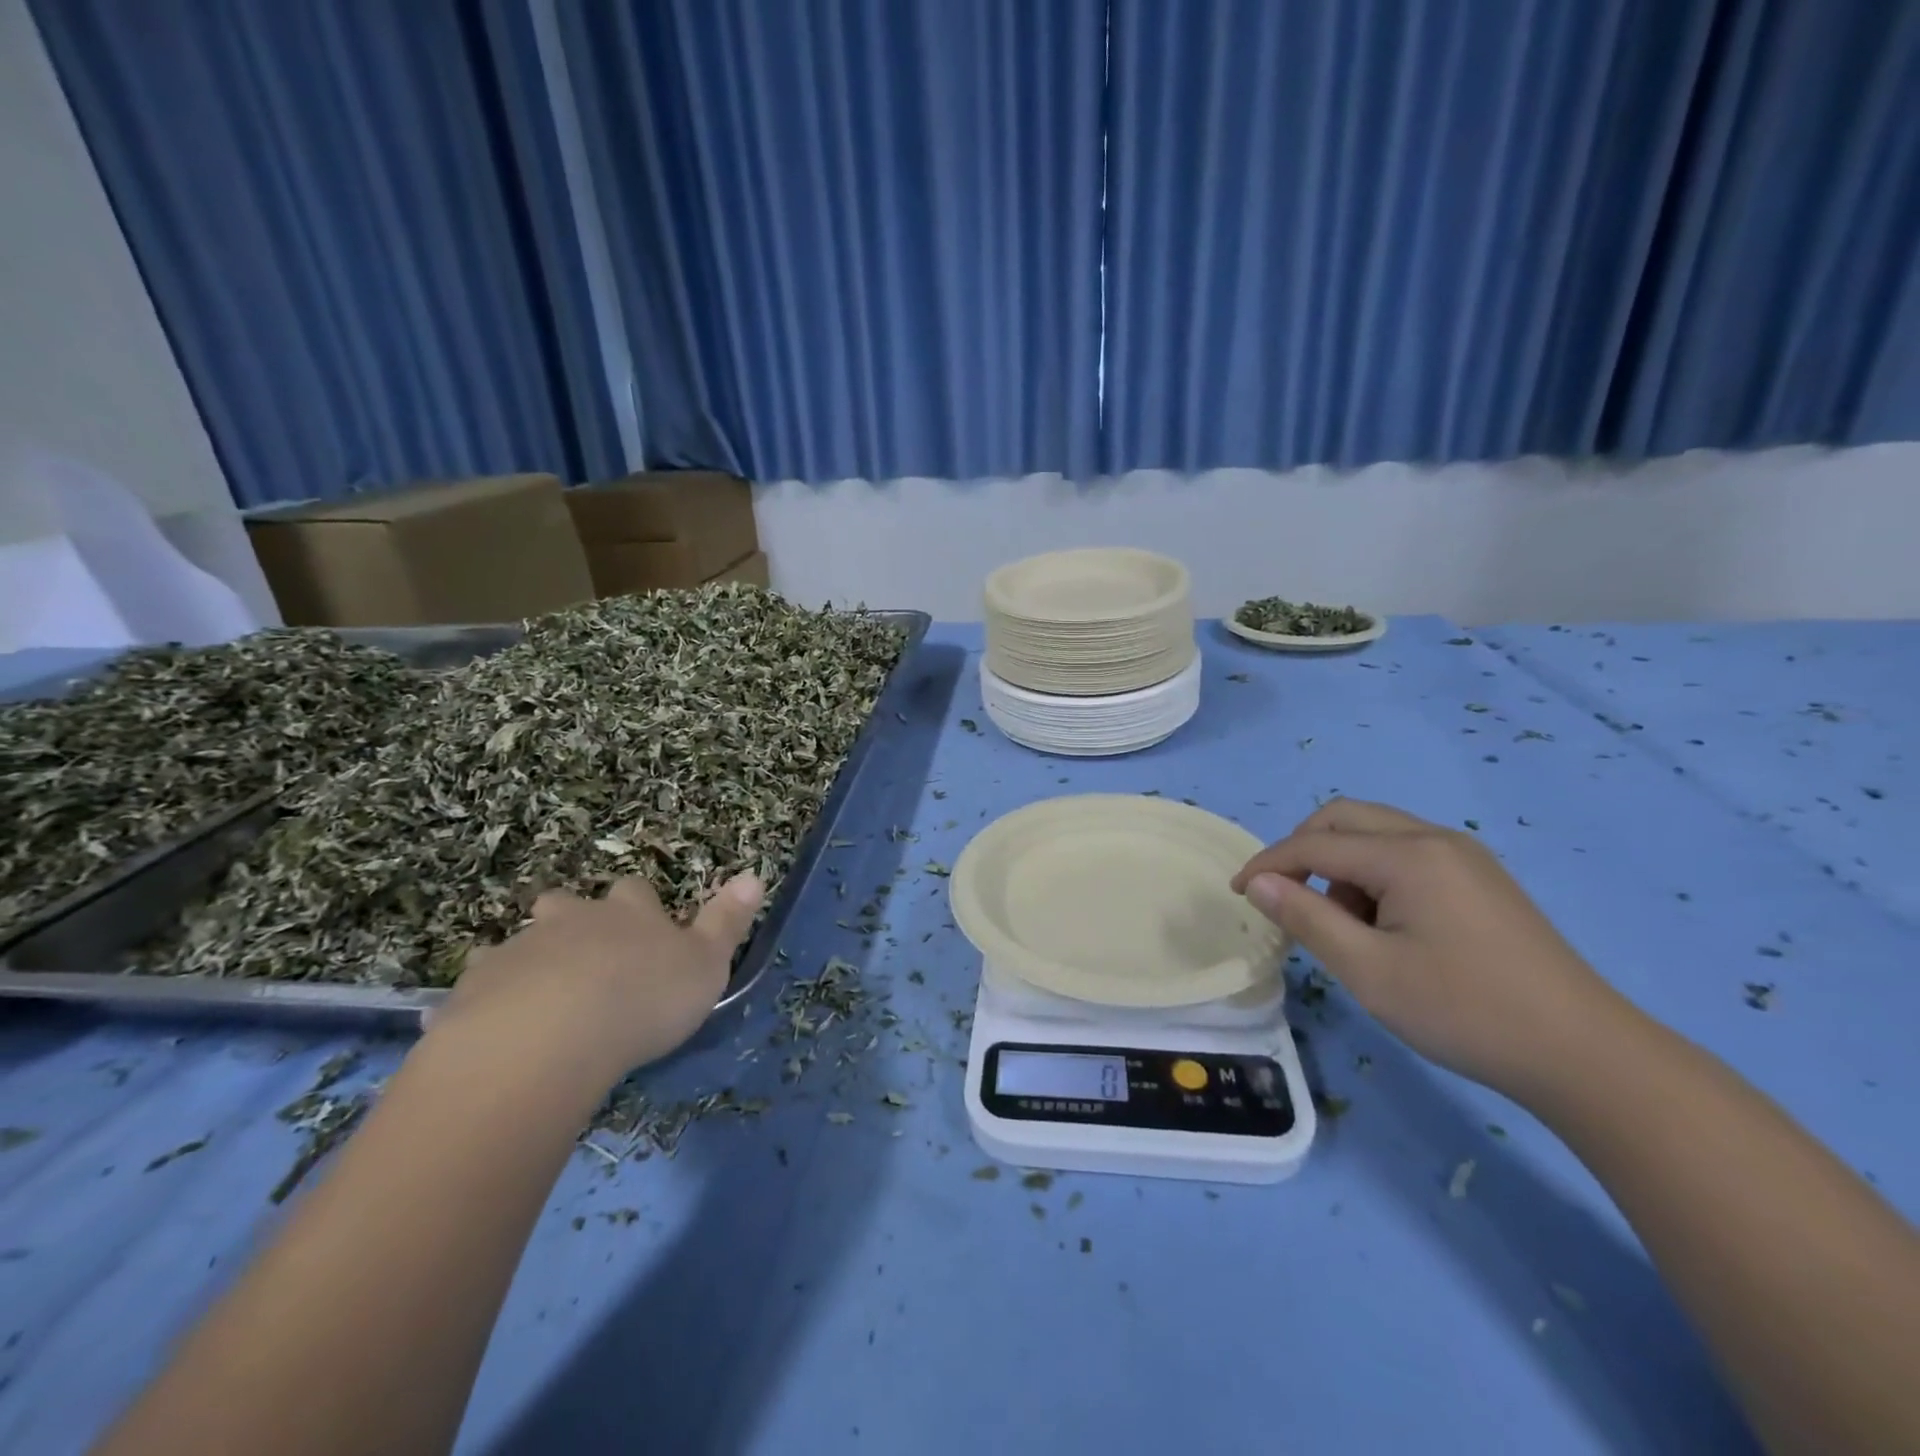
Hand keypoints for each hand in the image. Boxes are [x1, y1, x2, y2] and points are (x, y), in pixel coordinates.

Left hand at [427, 872, 763, 1083]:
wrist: (551, 1037)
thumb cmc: (644, 998)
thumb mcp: (707, 963)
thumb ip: (728, 921)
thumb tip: (755, 874)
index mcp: (628, 913)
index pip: (635, 891)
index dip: (639, 904)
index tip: (644, 923)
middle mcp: (572, 920)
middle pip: (567, 905)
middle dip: (572, 919)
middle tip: (582, 954)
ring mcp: (519, 950)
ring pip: (520, 944)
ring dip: (528, 962)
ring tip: (536, 999)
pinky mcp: (474, 990)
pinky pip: (478, 989)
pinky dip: (487, 1002)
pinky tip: (491, 1033)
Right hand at [1231, 799, 1630, 1097]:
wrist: (1586, 1055)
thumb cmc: (1465, 1010)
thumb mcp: (1368, 970)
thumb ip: (1306, 917)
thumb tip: (1257, 882)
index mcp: (1408, 855)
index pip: (1316, 843)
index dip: (1269, 864)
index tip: (1238, 894)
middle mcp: (1436, 839)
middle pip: (1345, 819)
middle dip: (1303, 851)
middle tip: (1286, 898)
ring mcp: (1465, 857)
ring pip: (1377, 836)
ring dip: (1341, 866)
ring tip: (1344, 928)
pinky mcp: (1481, 880)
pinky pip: (1407, 856)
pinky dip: (1375, 878)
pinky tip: (1386, 929)